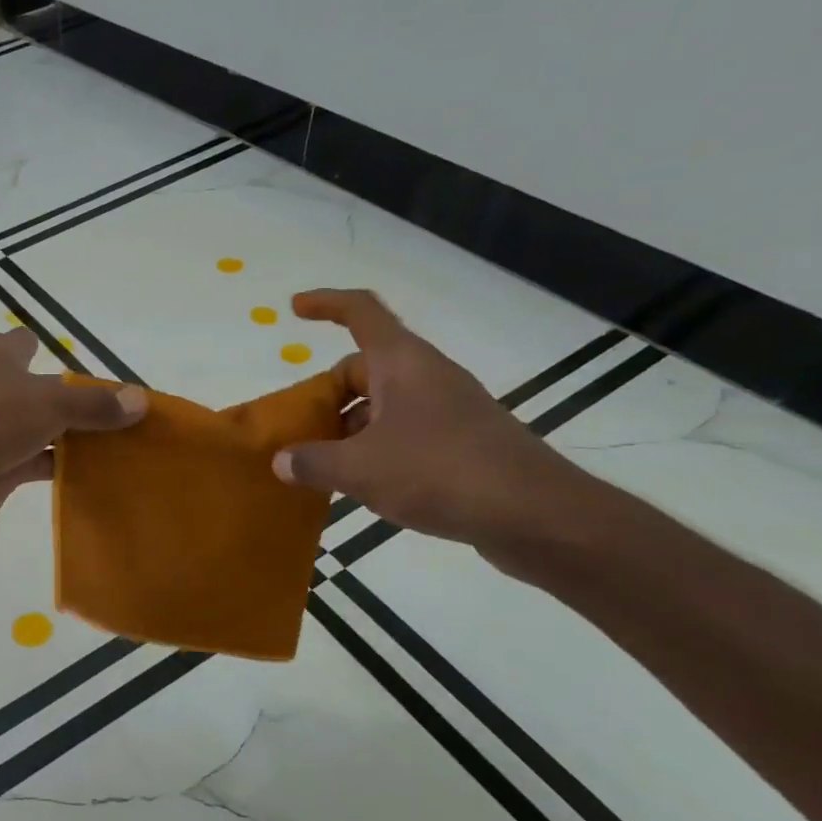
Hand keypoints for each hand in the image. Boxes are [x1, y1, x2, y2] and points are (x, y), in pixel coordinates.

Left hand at [0, 329, 147, 543]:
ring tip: (115, 441)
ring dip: (68, 435)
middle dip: (68, 397)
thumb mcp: (51, 402)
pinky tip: (94, 472)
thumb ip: (95, 403)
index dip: (47, 347)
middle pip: (35, 388)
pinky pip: (36, 462)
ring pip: (38, 427)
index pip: (22, 342)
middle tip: (114, 409)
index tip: (81, 363)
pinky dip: (60, 465)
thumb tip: (141, 400)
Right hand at [271, 290, 586, 549]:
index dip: (326, 303)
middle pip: (364, 367)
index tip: (295, 307)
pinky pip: (405, 431)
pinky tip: (364, 484)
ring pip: (383, 404)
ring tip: (323, 465)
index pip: (361, 312)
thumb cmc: (441, 473)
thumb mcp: (361, 469)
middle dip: (327, 393)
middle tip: (299, 427)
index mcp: (403, 363)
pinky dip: (376, 447)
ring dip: (349, 426)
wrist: (538, 517)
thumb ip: (313, 462)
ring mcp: (448, 409)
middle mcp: (427, 377)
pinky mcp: (462, 442)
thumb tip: (282, 461)